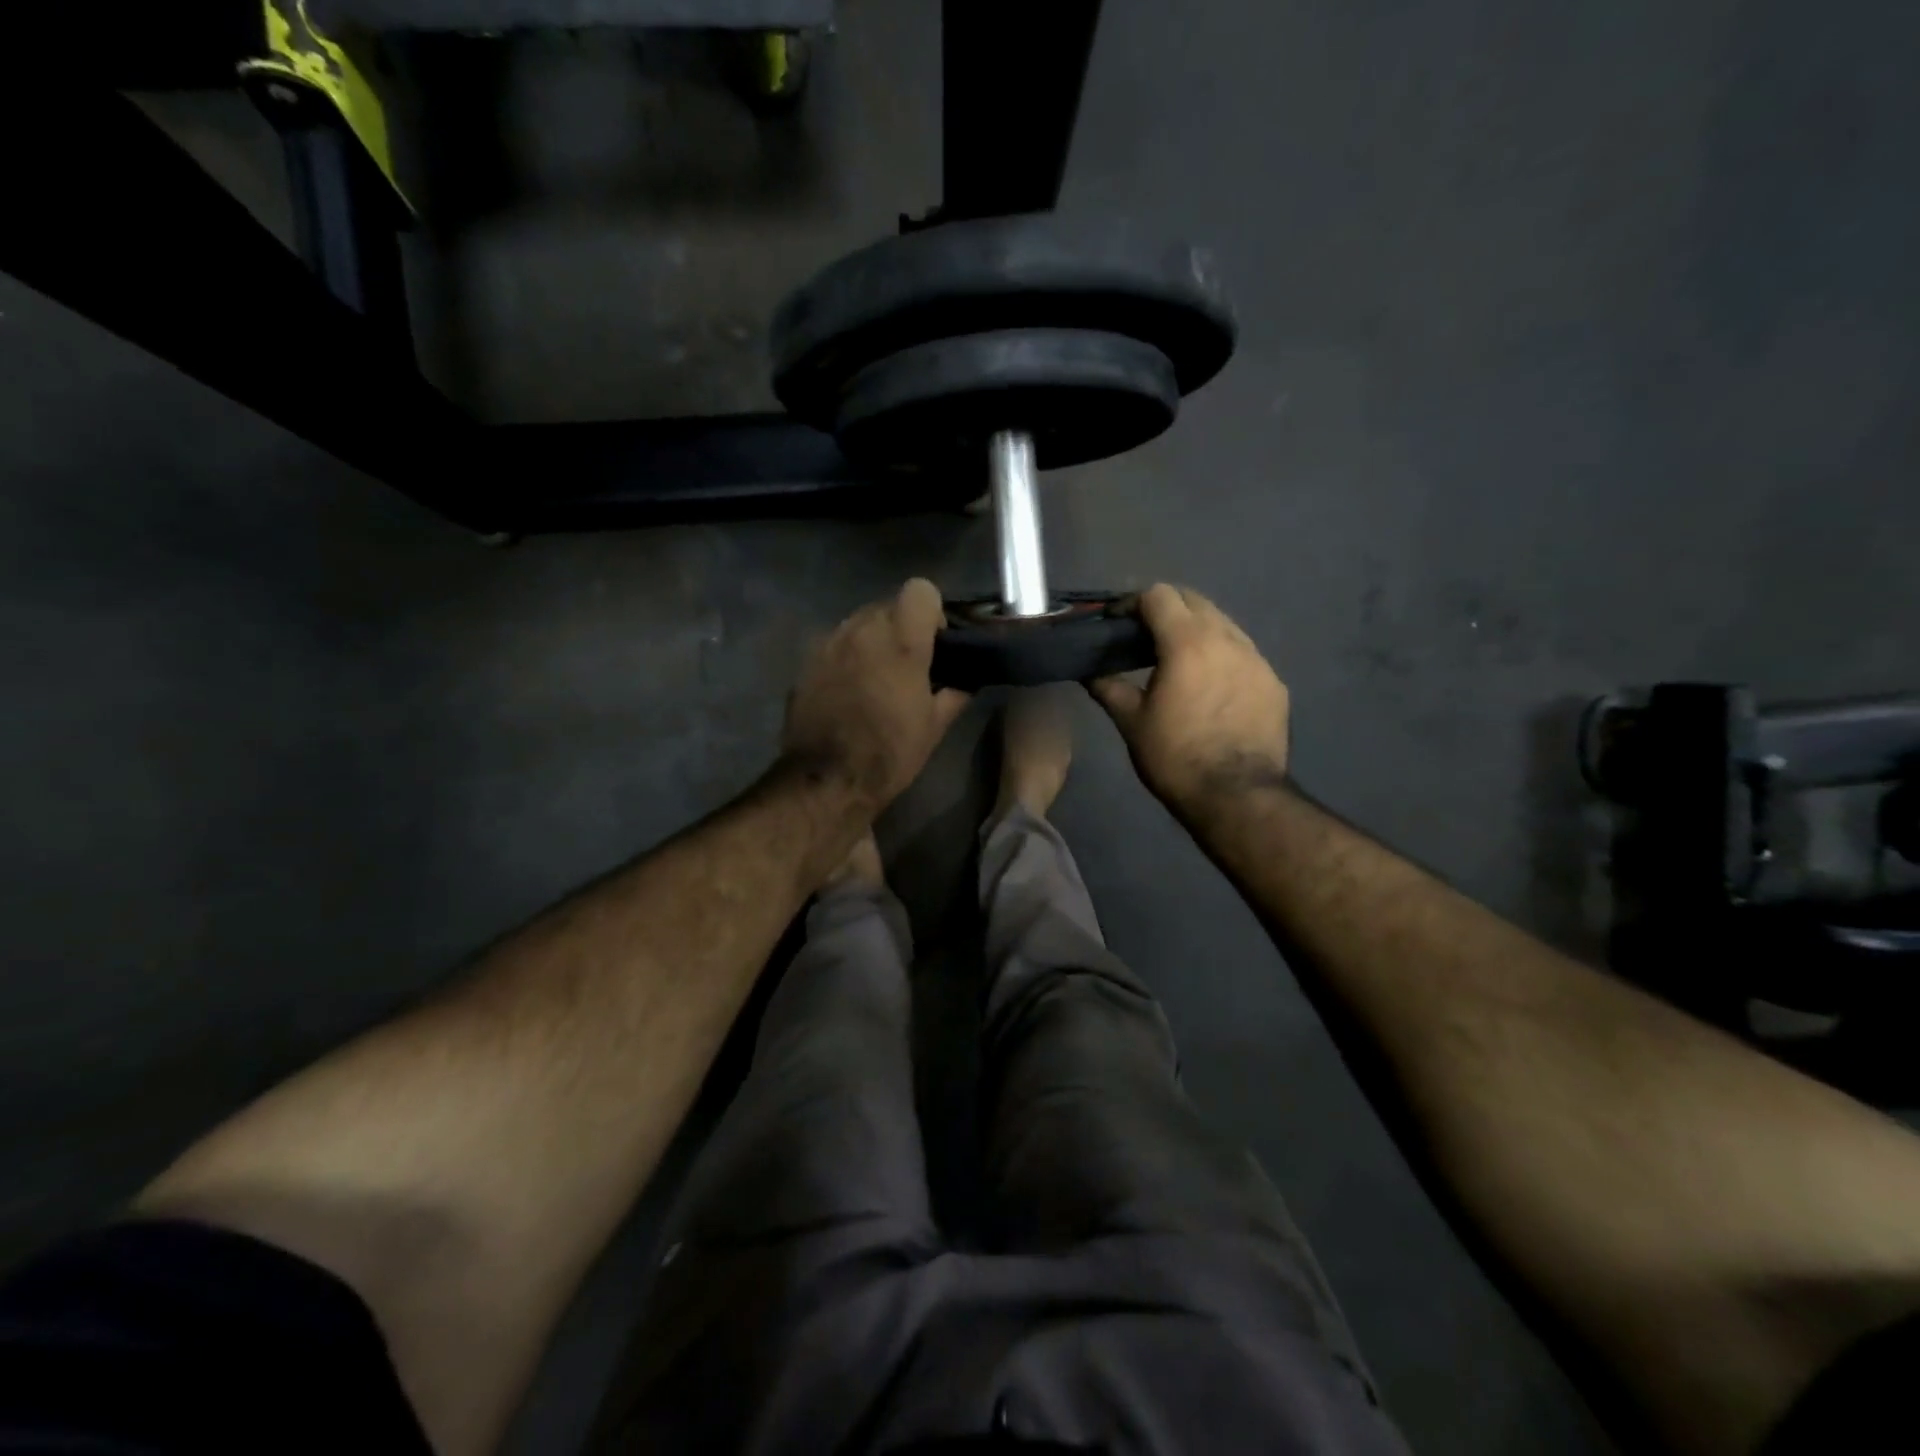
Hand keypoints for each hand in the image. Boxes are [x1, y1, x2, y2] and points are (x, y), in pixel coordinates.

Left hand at [782, 578, 970, 813]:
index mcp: (900, 640)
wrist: (826, 780)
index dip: (931, 613)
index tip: (934, 644)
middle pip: (887, 605)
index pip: (920, 589)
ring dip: (872, 641)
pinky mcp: (806, 662)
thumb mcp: (935, 727)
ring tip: (876, 680)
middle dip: (901, 628)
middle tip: (908, 667)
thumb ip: (956, 692)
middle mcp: (861, 629)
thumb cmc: (889, 753)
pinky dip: (847, 658)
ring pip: (858, 623)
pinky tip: (848, 692)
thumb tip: (967, 679)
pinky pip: (835, 645)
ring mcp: (829, 643)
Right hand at [1089, 584, 1289, 813]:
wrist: (1237, 796)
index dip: (1132, 603)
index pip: (1159, 595)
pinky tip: (1211, 686)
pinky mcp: (1274, 683)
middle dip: (1166, 609)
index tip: (1117, 623)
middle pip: (1194, 601)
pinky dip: (1221, 656)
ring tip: (1179, 659)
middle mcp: (1227, 638)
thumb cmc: (1175, 757)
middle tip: (1144, 637)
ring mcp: (1257, 659)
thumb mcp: (1131, 722)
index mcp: (1187, 642)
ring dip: (1197, 630)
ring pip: (1223, 624)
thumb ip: (1108, 687)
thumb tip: (1087, 670)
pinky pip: (1244, 654)